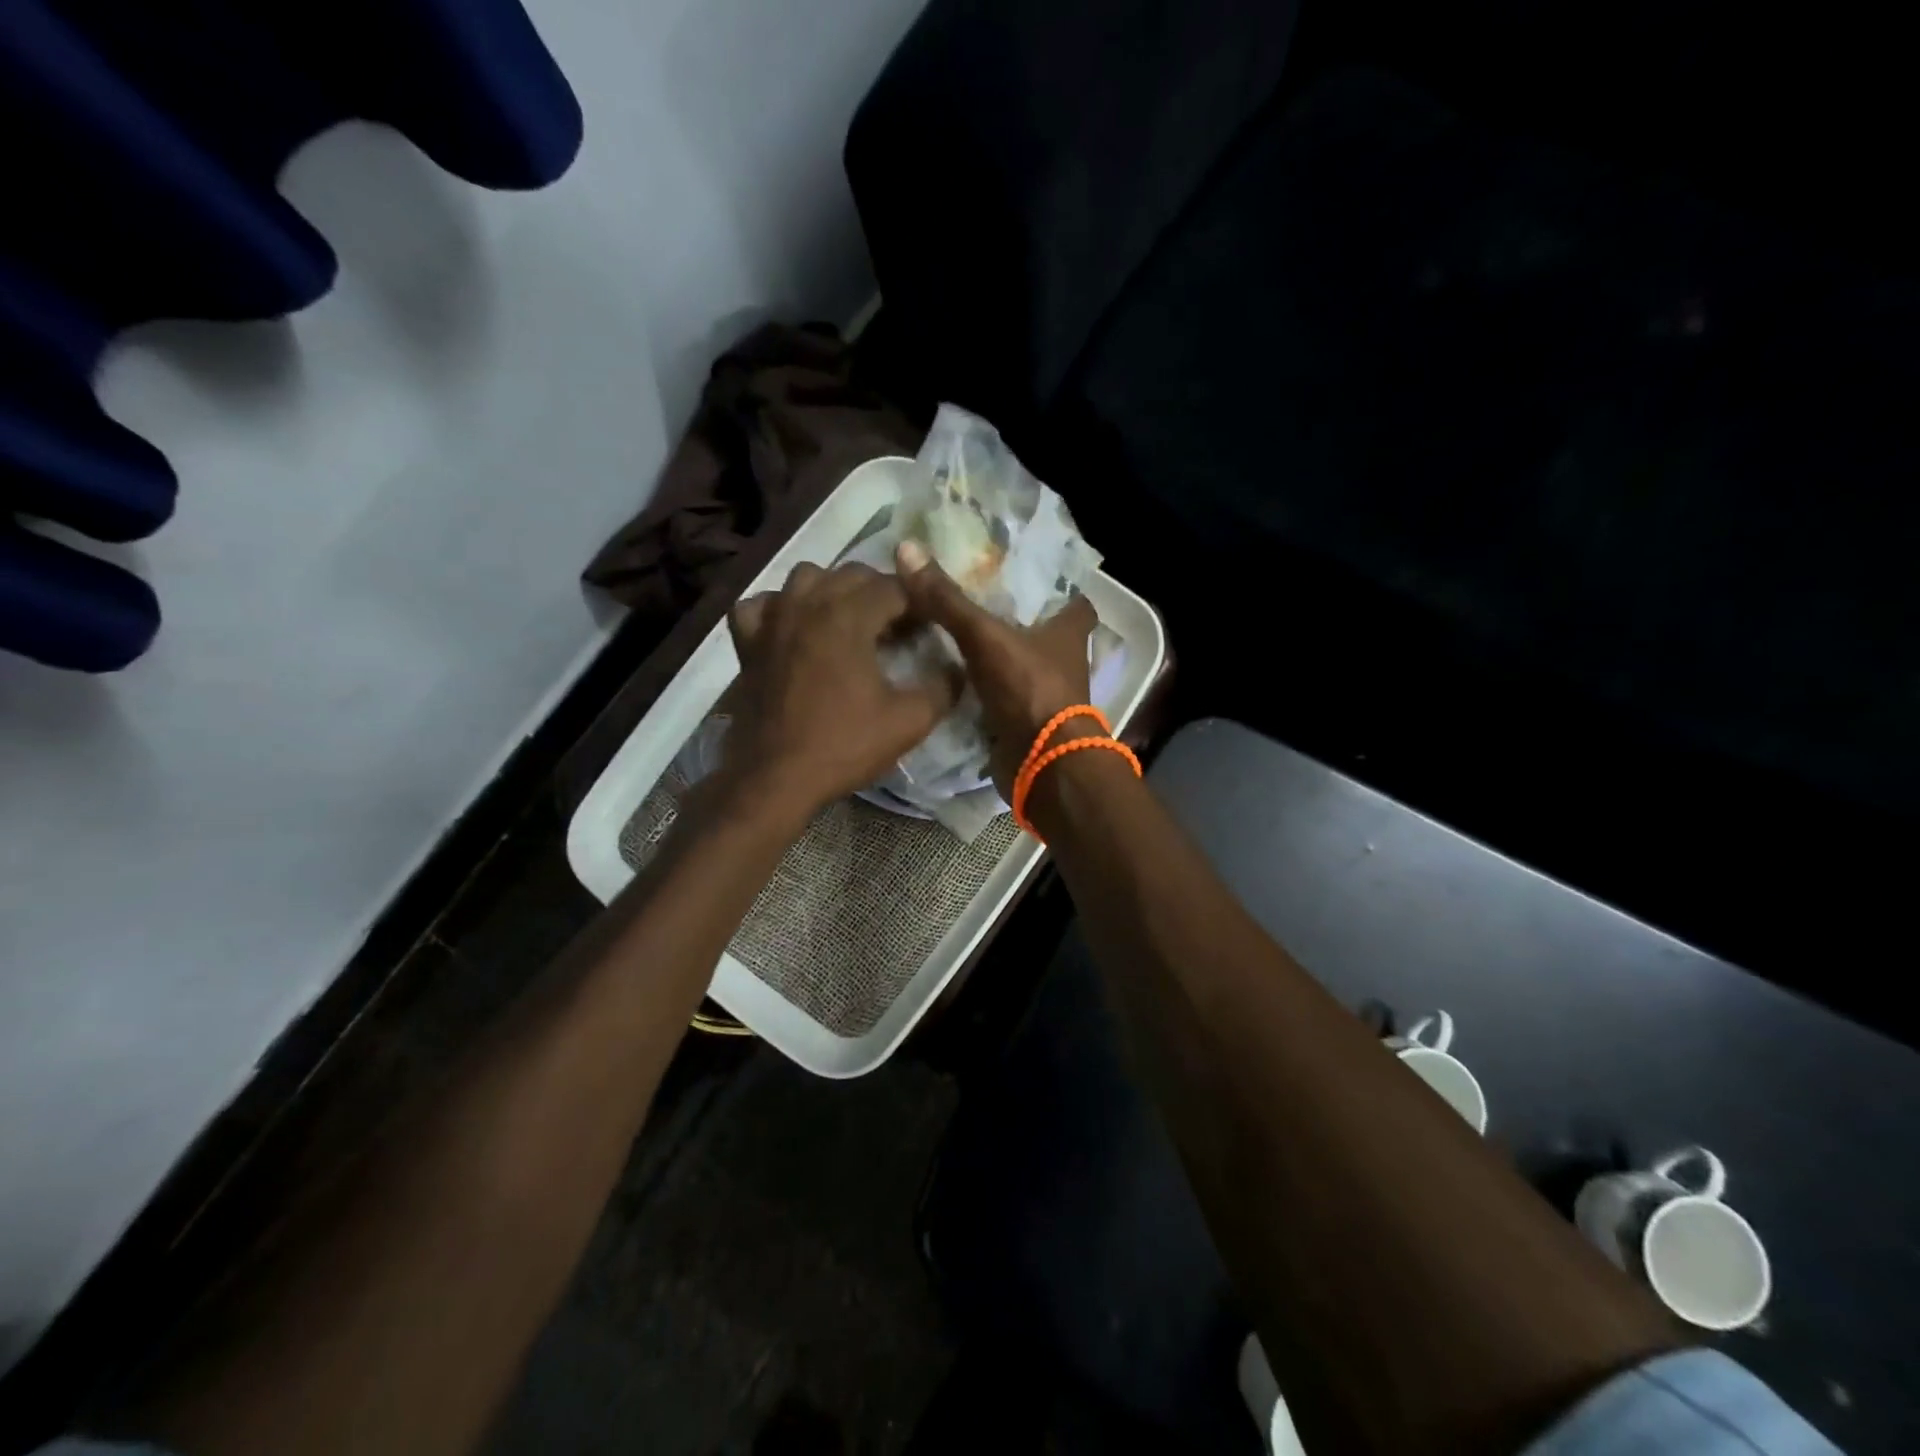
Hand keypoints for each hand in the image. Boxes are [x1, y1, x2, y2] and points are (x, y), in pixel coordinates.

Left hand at [724, 561, 959, 821]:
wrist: (777, 778)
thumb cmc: (844, 746)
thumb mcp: (909, 722)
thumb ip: (943, 688)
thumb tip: (956, 668)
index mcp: (848, 616)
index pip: (894, 587)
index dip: (919, 602)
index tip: (930, 626)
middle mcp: (808, 604)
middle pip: (852, 574)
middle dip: (882, 592)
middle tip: (898, 627)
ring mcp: (772, 620)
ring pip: (806, 577)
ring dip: (833, 589)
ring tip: (849, 620)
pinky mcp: (748, 643)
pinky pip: (760, 605)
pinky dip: (778, 607)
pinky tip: (792, 626)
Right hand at [894, 539, 1098, 796]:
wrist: (1041, 765)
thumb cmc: (1028, 691)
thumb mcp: (985, 637)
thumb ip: (948, 600)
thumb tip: (907, 549)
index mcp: (1068, 634)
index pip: (1076, 602)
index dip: (1060, 588)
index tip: (1027, 575)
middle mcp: (1063, 662)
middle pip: (1045, 633)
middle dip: (1018, 620)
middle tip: (976, 600)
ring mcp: (1045, 695)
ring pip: (1022, 666)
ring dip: (998, 656)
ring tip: (955, 634)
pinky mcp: (1026, 723)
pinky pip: (1003, 697)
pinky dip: (985, 689)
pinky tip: (953, 676)